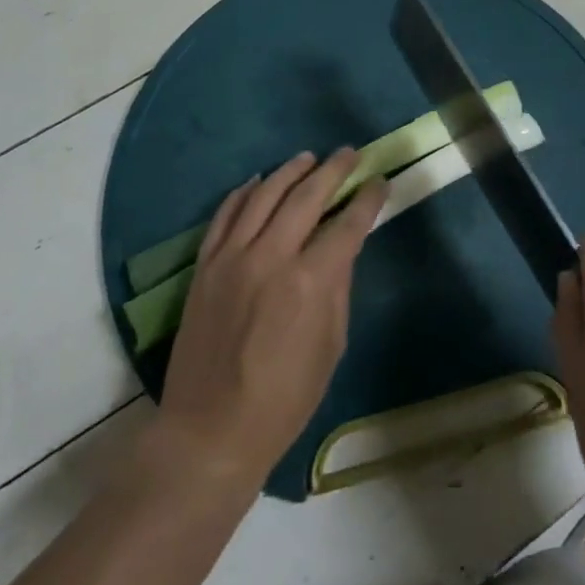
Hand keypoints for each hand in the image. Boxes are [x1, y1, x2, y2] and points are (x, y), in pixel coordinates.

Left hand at [153, 151, 385, 489]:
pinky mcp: (205, 265)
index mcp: (309, 282)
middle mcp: (271, 257)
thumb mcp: (331, 346)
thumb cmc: (284, 399)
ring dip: (290, 171)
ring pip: (264, 194)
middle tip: (349, 153)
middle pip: (306, 196)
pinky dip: (243, 192)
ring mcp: (232, 257)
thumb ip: (337, 288)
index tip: (379, 181)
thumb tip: (342, 248)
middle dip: (332, 170)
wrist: (210, 430)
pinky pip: (225, 214)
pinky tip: (258, 181)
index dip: (367, 199)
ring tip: (308, 158)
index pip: (347, 224)